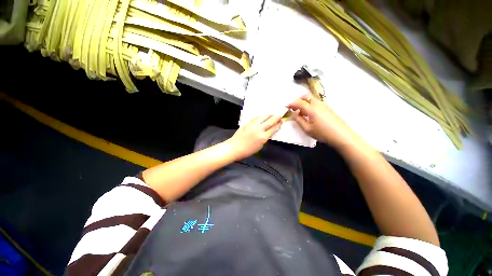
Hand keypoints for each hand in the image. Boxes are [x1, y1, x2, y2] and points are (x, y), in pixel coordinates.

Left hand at [226, 115, 281, 160]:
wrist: (235, 147)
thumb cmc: (247, 150)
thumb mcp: (260, 146)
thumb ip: (265, 138)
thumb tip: (269, 132)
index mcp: (263, 137)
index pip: (273, 128)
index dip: (278, 124)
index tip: (281, 121)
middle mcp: (259, 129)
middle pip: (270, 121)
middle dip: (276, 117)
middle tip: (280, 114)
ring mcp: (253, 125)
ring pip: (263, 117)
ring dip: (269, 115)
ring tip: (272, 114)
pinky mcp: (247, 123)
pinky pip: (256, 117)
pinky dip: (260, 116)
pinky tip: (262, 116)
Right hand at [287, 95, 356, 148]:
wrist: (342, 136)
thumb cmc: (322, 133)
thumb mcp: (307, 129)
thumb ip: (298, 120)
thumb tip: (294, 113)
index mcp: (311, 109)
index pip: (299, 102)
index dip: (291, 104)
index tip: (286, 106)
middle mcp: (318, 104)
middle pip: (306, 96)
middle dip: (298, 100)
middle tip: (293, 107)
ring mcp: (324, 105)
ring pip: (312, 99)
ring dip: (304, 102)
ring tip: (301, 112)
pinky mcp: (328, 109)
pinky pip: (316, 103)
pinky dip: (310, 105)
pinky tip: (309, 114)